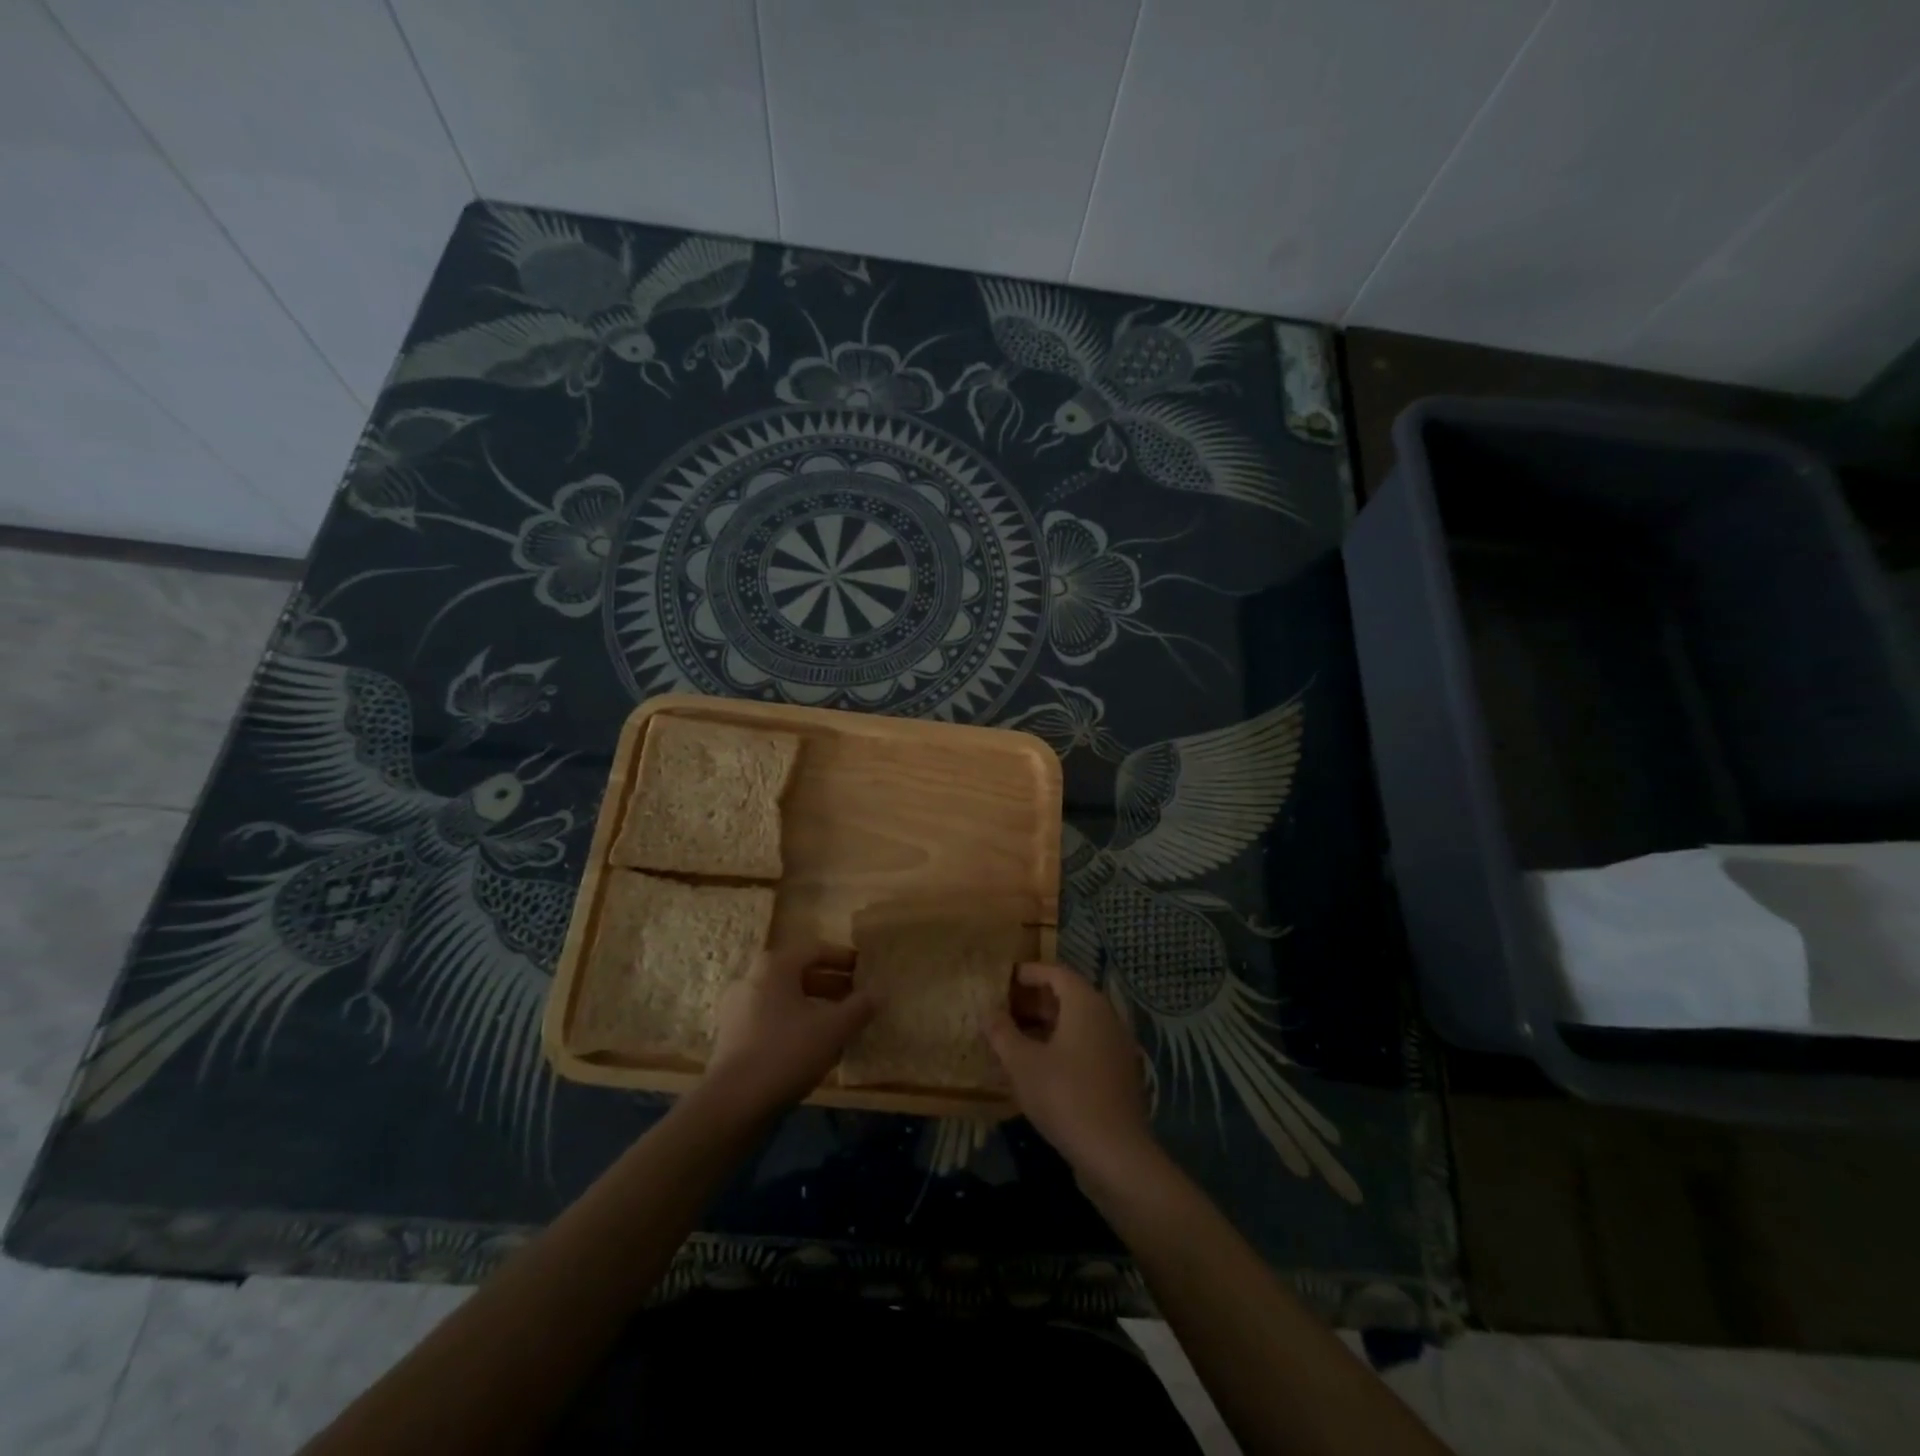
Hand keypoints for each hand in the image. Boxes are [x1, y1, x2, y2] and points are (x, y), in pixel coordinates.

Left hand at [699, 942, 876, 1123]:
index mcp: (774, 966)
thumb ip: (859, 1008)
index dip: (843, 958)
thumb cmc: (786, 1052)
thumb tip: (879, 993)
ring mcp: (738, 1009)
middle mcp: (752, 979)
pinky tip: (815, 1045)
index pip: (815, 950)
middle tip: (857, 996)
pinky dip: (796, 1023)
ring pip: (785, 998)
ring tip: (841, 1022)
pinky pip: (772, 1019)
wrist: (733, 1104)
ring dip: (815, 1006)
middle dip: (831, 984)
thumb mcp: (833, 1029)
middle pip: (799, 974)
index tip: (865, 969)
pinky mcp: (733, 1037)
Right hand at [984, 961, 1158, 1182]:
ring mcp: (1116, 1046)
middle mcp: (1106, 1016)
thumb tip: (988, 1013)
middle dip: (1034, 1000)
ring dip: (1046, 1025)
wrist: (1116, 1154)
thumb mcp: (1023, 1064)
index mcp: (1086, 1004)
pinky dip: (1062, 1046)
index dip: (1029, 973)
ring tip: (1014, 1038)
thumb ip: (1002, 1033)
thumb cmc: (1065, 1096)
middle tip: (1004, 1009)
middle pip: (1068, 996)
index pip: (1056, 973)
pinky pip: (1086, 1045)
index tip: (1004, 979)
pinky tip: (1039, 1067)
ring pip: (1077, 1023)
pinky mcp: (1118, 1074)